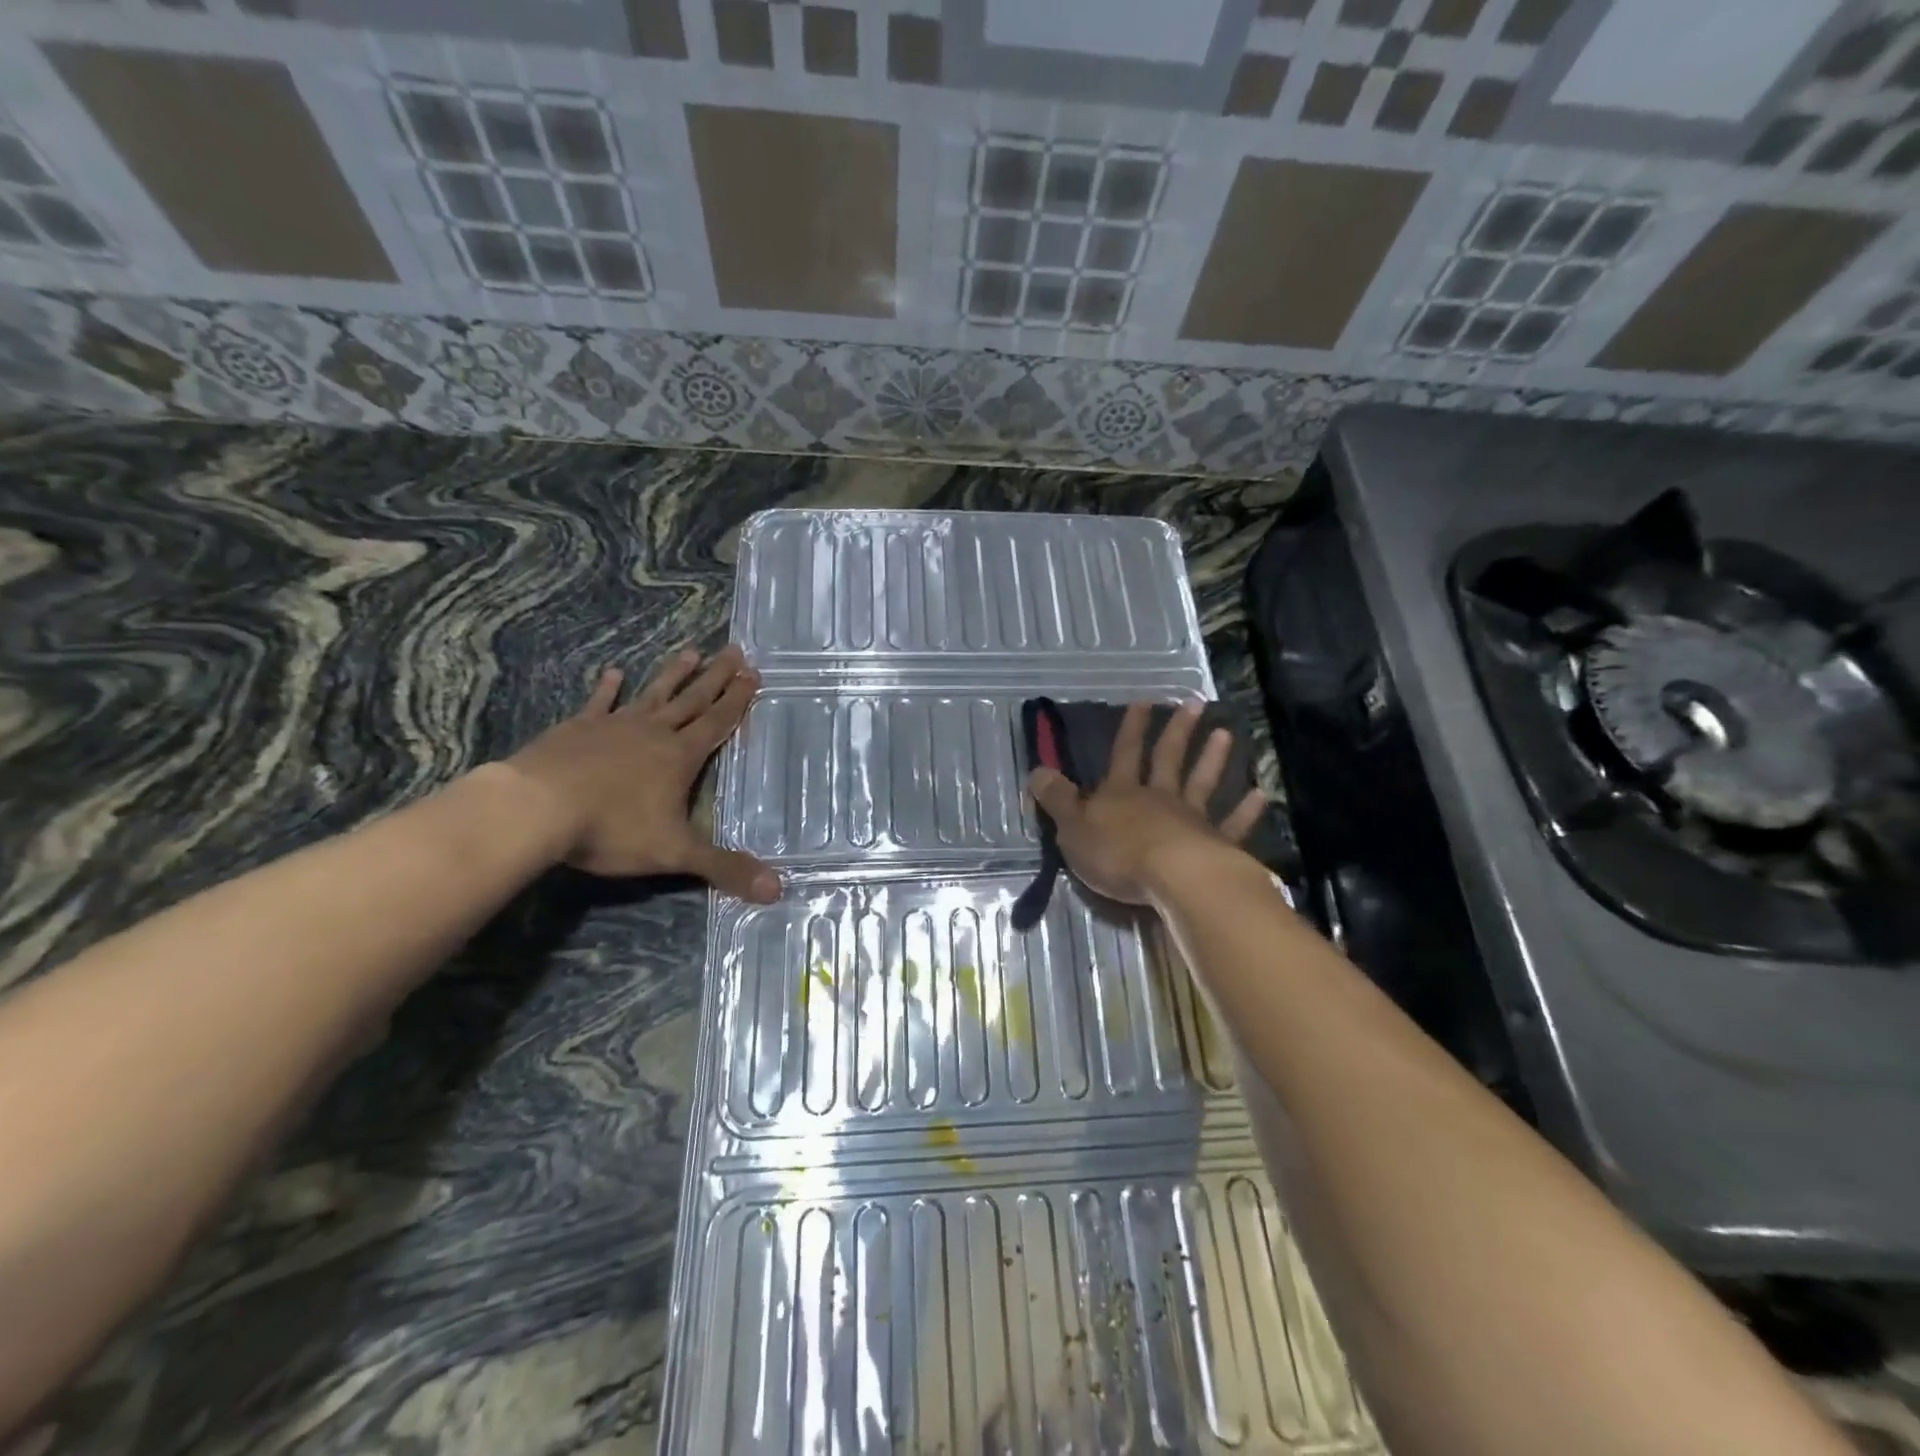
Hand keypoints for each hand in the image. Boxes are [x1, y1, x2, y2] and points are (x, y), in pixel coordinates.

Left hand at [499, 645, 780, 900]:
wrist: (536, 809)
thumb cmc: (611, 828)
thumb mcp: (675, 853)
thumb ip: (725, 868)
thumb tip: (779, 890)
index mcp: (680, 756)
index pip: (717, 722)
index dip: (737, 700)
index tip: (752, 674)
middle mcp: (653, 733)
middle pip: (692, 700)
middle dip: (716, 677)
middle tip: (735, 651)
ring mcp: (613, 726)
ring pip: (653, 694)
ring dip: (674, 674)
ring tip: (691, 651)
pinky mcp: (577, 729)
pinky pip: (599, 704)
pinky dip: (608, 689)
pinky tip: (614, 673)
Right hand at [1026, 700, 1265, 904]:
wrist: (1172, 878)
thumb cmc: (1117, 854)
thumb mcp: (1072, 828)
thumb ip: (1057, 800)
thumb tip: (1037, 770)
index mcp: (1121, 794)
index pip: (1124, 754)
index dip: (1132, 728)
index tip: (1144, 701)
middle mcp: (1159, 798)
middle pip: (1168, 758)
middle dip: (1178, 731)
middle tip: (1195, 703)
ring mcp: (1191, 819)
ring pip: (1202, 783)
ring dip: (1213, 759)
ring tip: (1226, 734)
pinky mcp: (1217, 845)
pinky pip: (1232, 825)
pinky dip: (1245, 811)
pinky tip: (1259, 795)